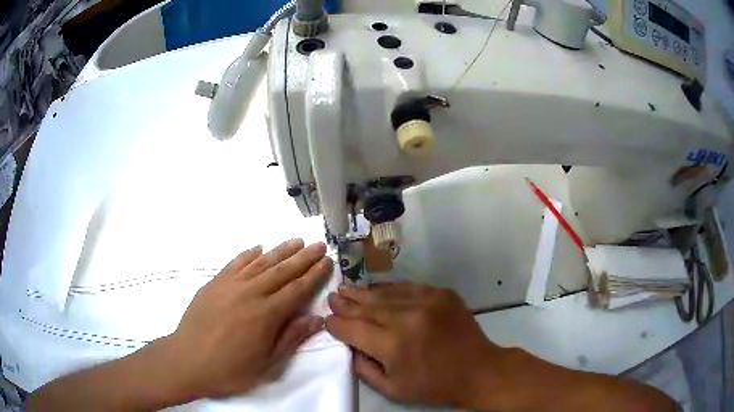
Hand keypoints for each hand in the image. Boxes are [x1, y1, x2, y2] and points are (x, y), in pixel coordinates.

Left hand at [161, 239, 332, 399]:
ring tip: (296, 241)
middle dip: (303, 257)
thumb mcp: (267, 364)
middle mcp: (251, 293)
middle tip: (318, 245)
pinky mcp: (215, 283)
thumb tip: (316, 318)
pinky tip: (258, 248)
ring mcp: (230, 285)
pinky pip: (235, 263)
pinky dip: (249, 254)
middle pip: (282, 271)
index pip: (297, 289)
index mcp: (267, 314)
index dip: (314, 275)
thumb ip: (291, 338)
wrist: (188, 361)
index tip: (327, 261)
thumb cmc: (230, 369)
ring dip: (280, 250)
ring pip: (261, 263)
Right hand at [325, 283, 505, 407]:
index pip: (353, 329)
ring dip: (363, 292)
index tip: (326, 320)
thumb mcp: (393, 389)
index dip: (336, 325)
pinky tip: (377, 289)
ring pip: (385, 294)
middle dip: (345, 303)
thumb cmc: (434, 386)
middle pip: (366, 307)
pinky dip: (389, 289)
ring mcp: (427, 302)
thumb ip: (364, 369)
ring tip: (346, 288)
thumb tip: (349, 347)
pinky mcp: (442, 294)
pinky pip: (408, 287)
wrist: (478, 369)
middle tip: (332, 296)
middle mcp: (407, 318)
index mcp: (393, 346)